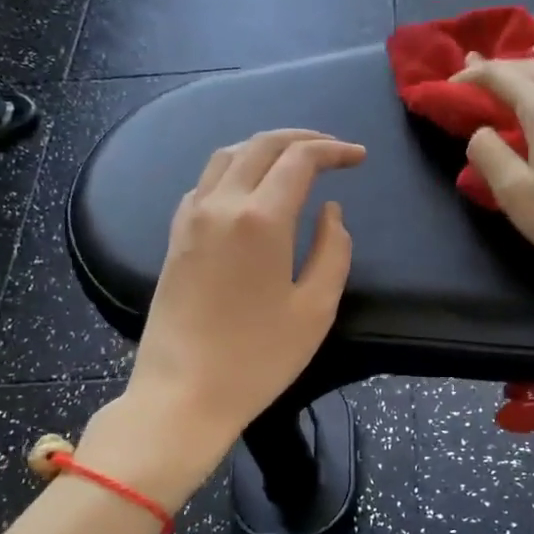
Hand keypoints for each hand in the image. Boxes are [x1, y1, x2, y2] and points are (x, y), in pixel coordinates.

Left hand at [108, 130, 364, 475]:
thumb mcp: (316, 309)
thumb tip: (330, 211)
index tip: (358, 157)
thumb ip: (334, 250)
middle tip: (332, 149)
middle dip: (302, 138)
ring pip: (227, 156)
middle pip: (261, 145)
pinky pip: (205, 183)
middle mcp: (221, 204)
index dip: (334, 150)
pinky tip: (249, 190)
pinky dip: (234, 170)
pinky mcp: (175, 237)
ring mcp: (191, 218)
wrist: (182, 394)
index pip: (300, 159)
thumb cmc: (258, 358)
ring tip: (294, 160)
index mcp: (260, 218)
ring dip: (264, 148)